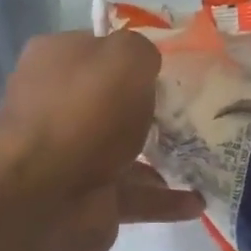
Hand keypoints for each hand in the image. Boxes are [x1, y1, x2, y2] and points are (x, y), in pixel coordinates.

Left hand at [0, 30, 203, 250]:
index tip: (174, 64)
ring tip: (207, 157)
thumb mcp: (124, 59)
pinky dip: (165, 200)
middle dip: (151, 108)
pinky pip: (136, 196)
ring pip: (126, 151)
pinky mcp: (90, 198)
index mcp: (56, 62)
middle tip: (198, 110)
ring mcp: (72, 156)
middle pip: (113, 102)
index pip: (98, 49)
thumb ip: (141, 51)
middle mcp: (59, 106)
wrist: (43, 197)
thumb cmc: (84, 112)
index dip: (133, 54)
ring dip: (163, 156)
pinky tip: (198, 201)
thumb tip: (145, 63)